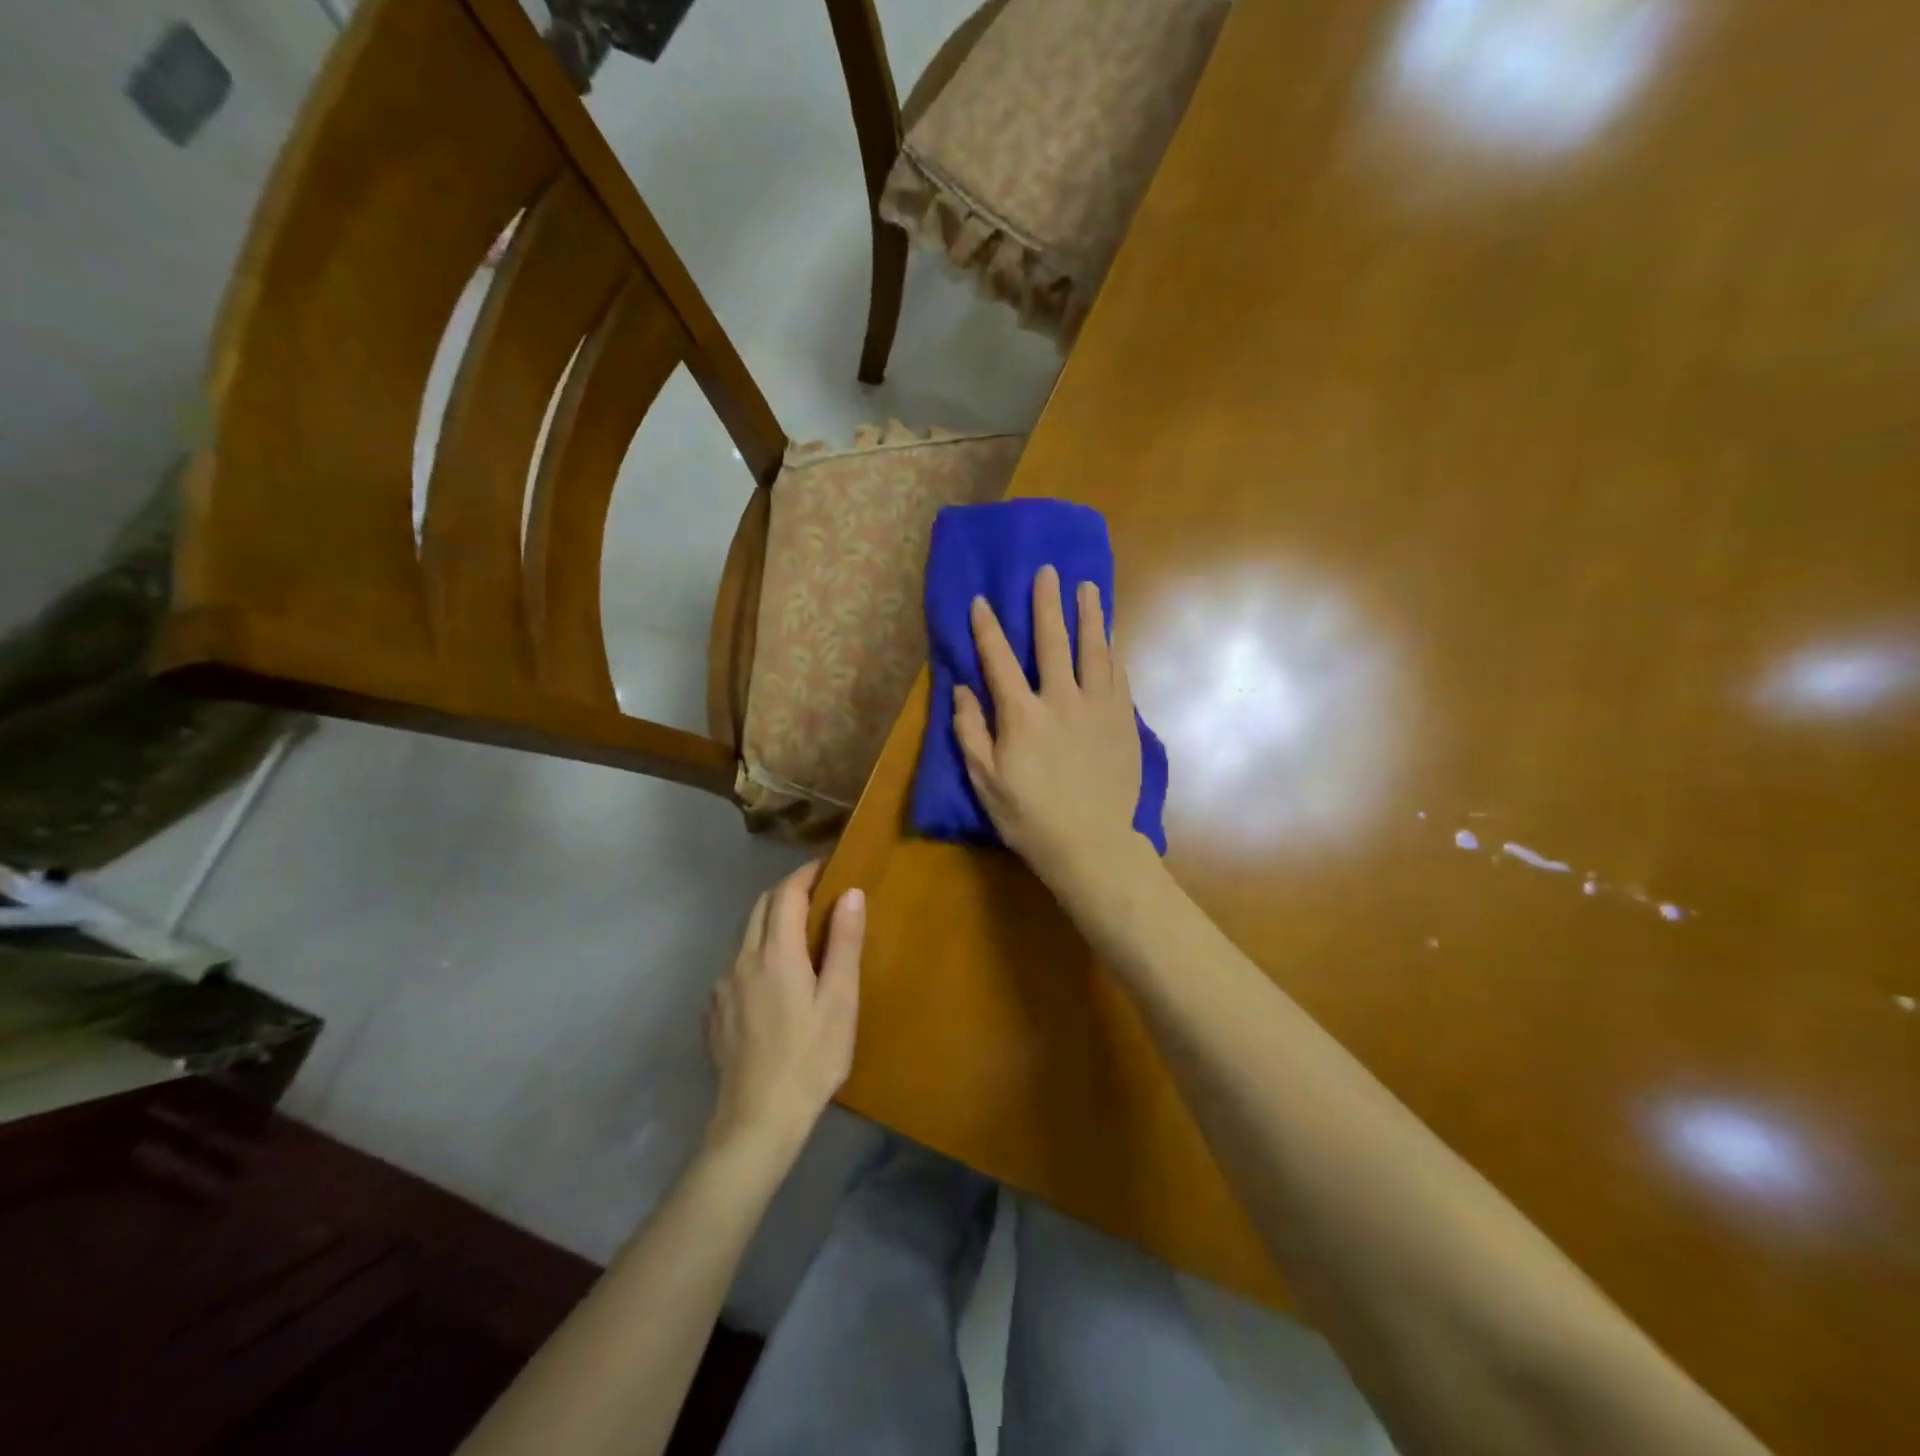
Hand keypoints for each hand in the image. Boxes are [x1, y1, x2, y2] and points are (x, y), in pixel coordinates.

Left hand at [704, 862, 862, 1162]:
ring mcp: (721, 987)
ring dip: (770, 922)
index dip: (806, 873)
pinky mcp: (713, 1013)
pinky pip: (735, 967)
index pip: (786, 893)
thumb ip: (844, 943)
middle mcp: (741, 960)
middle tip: (818, 895)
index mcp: (775, 953)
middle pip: (760, 907)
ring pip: (745, 937)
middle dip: (787, 892)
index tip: (829, 866)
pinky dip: (756, 956)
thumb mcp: (840, 1002)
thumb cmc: (810, 1060)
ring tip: (799, 936)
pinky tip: (774, 983)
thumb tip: (851, 893)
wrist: (756, 1122)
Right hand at [953, 565, 1143, 886]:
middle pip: (1054, 641)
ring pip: (1095, 651)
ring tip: (1088, 589)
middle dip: (1048, 604)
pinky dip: (1113, 653)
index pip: (999, 660)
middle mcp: (1062, 700)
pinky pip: (1119, 677)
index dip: (987, 628)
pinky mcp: (1124, 723)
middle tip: (1049, 572)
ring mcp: (1099, 709)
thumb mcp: (985, 780)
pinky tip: (1111, 640)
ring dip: (1090, 616)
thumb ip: (971, 731)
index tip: (981, 600)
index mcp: (1022, 715)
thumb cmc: (1029, 817)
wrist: (1091, 845)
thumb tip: (962, 689)